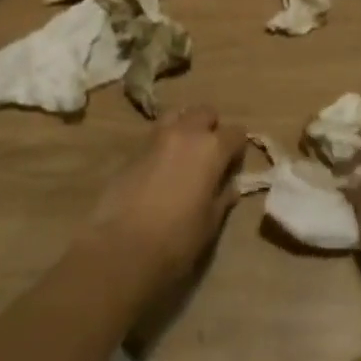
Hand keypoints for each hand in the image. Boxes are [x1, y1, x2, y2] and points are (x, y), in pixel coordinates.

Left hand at [84, 106, 247, 297]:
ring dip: (185, 127)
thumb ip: (223, 198)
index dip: (238, 148)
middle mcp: (185, 133)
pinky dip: (164, 143)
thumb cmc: (177, 238)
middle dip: (211, 127)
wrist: (122, 247)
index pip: (236, 132)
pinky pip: (155, 135)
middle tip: (210, 154)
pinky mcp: (132, 151)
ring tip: (185, 154)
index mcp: (211, 148)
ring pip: (176, 115)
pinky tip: (161, 168)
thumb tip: (230, 186)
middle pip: (204, 112)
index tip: (234, 165)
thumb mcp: (210, 222)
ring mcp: (155, 138)